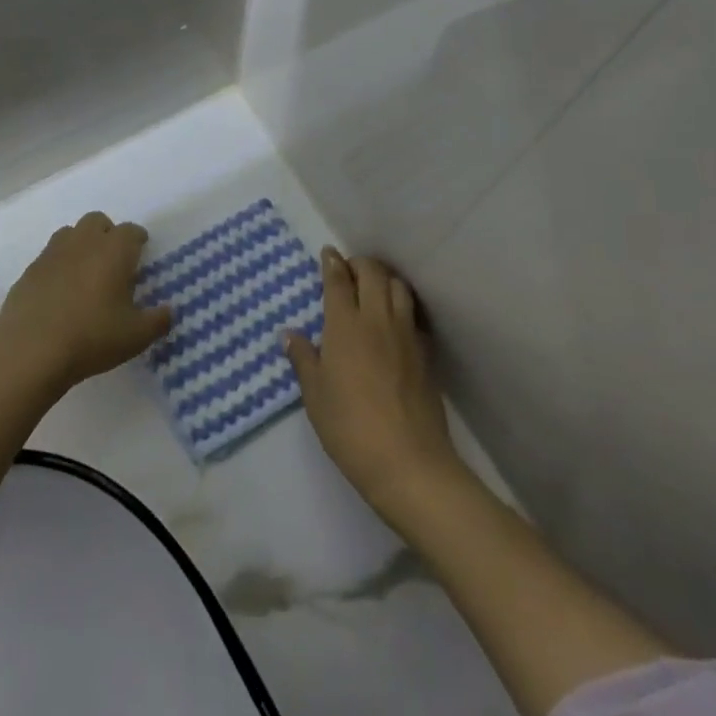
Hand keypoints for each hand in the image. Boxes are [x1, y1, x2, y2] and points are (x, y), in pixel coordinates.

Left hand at [0, 212, 172, 393]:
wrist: (30, 353)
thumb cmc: (91, 338)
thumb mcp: (136, 337)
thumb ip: (158, 320)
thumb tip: (168, 311)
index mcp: (113, 251)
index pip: (131, 231)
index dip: (138, 240)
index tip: (141, 253)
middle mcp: (83, 243)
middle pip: (98, 221)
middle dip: (108, 234)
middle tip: (113, 261)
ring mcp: (51, 255)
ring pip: (69, 234)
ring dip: (81, 244)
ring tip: (85, 273)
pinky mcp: (28, 272)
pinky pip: (48, 258)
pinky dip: (57, 266)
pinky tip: (59, 293)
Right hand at [284, 250, 462, 517]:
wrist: (408, 461)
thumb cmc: (349, 427)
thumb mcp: (315, 395)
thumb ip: (303, 359)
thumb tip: (289, 334)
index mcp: (345, 325)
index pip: (339, 280)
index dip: (332, 263)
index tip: (328, 254)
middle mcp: (377, 319)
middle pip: (373, 273)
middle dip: (360, 264)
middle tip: (348, 270)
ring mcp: (406, 334)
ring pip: (398, 287)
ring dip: (384, 278)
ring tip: (373, 287)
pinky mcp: (425, 352)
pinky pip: (413, 314)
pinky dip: (402, 305)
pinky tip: (394, 320)